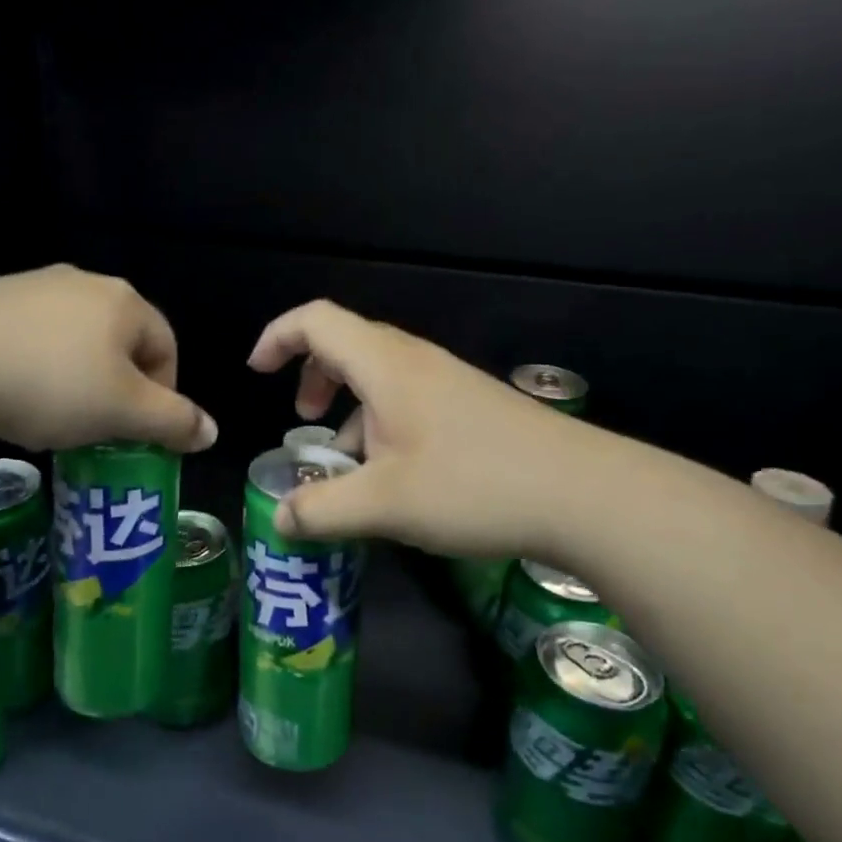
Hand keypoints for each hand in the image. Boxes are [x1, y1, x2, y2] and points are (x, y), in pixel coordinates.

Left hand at [0, 265, 216, 453]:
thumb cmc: (51, 384)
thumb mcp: (123, 412)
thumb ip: (173, 422)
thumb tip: (211, 432)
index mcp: (124, 302)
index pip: (166, 346)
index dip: (164, 394)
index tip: (139, 432)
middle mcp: (84, 283)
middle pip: (120, 343)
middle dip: (118, 388)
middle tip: (99, 429)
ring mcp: (33, 286)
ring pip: (74, 341)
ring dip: (77, 380)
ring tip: (53, 417)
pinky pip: (32, 338)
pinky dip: (35, 368)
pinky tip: (14, 395)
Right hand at [247, 300, 571, 556]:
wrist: (584, 493)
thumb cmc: (474, 485)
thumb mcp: (384, 505)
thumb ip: (322, 510)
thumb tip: (280, 520)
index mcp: (385, 365)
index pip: (315, 321)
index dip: (277, 337)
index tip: (257, 373)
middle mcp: (414, 361)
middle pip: (345, 343)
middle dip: (312, 377)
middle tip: (303, 423)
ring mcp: (447, 381)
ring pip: (378, 375)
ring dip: (348, 407)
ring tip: (345, 461)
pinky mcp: (470, 406)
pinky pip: (407, 398)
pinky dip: (380, 422)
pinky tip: (393, 475)